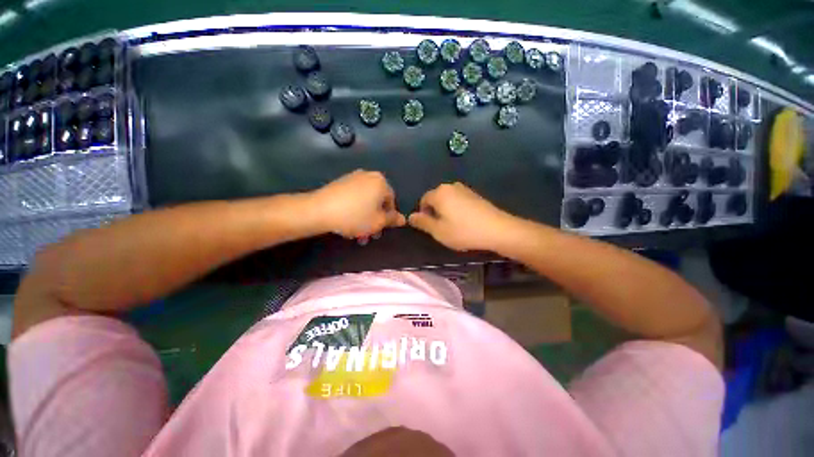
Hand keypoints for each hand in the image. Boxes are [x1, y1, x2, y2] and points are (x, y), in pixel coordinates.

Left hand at [310, 170, 405, 239]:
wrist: (319, 210)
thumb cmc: (355, 216)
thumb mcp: (378, 222)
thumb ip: (393, 220)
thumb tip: (403, 219)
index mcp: (381, 182)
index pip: (392, 201)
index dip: (389, 217)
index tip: (381, 229)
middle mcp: (369, 176)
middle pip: (378, 201)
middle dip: (375, 220)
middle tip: (370, 235)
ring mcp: (353, 178)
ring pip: (365, 202)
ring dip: (365, 218)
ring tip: (357, 234)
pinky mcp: (340, 183)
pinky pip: (354, 198)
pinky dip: (355, 210)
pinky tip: (348, 223)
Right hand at [408, 182, 515, 251]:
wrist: (497, 229)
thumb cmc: (463, 231)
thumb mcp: (438, 231)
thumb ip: (422, 222)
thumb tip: (411, 216)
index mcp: (439, 193)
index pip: (423, 200)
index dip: (423, 214)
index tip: (431, 227)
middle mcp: (451, 186)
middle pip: (435, 198)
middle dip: (434, 212)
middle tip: (441, 228)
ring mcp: (465, 189)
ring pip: (447, 200)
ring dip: (446, 211)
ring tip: (453, 226)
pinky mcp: (475, 194)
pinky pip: (458, 200)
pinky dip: (456, 209)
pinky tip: (464, 222)